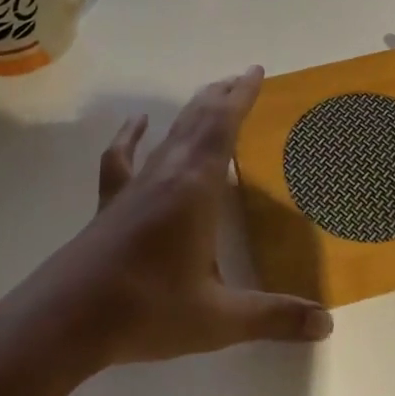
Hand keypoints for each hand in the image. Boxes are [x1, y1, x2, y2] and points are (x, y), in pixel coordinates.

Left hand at [3, 68, 332, 372]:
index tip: (255, 71)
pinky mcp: (112, 200)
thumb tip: (327, 324)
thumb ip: (273, 317)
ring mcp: (136, 184)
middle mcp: (168, 173)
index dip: (241, 97)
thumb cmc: (147, 309)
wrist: (67, 318)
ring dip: (192, 111)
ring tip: (209, 95)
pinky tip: (139, 123)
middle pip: (198, 120)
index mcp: (196, 187)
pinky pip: (124, 155)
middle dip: (222, 96)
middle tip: (241, 78)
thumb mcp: (217, 319)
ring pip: (170, 133)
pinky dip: (133, 135)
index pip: (224, 127)